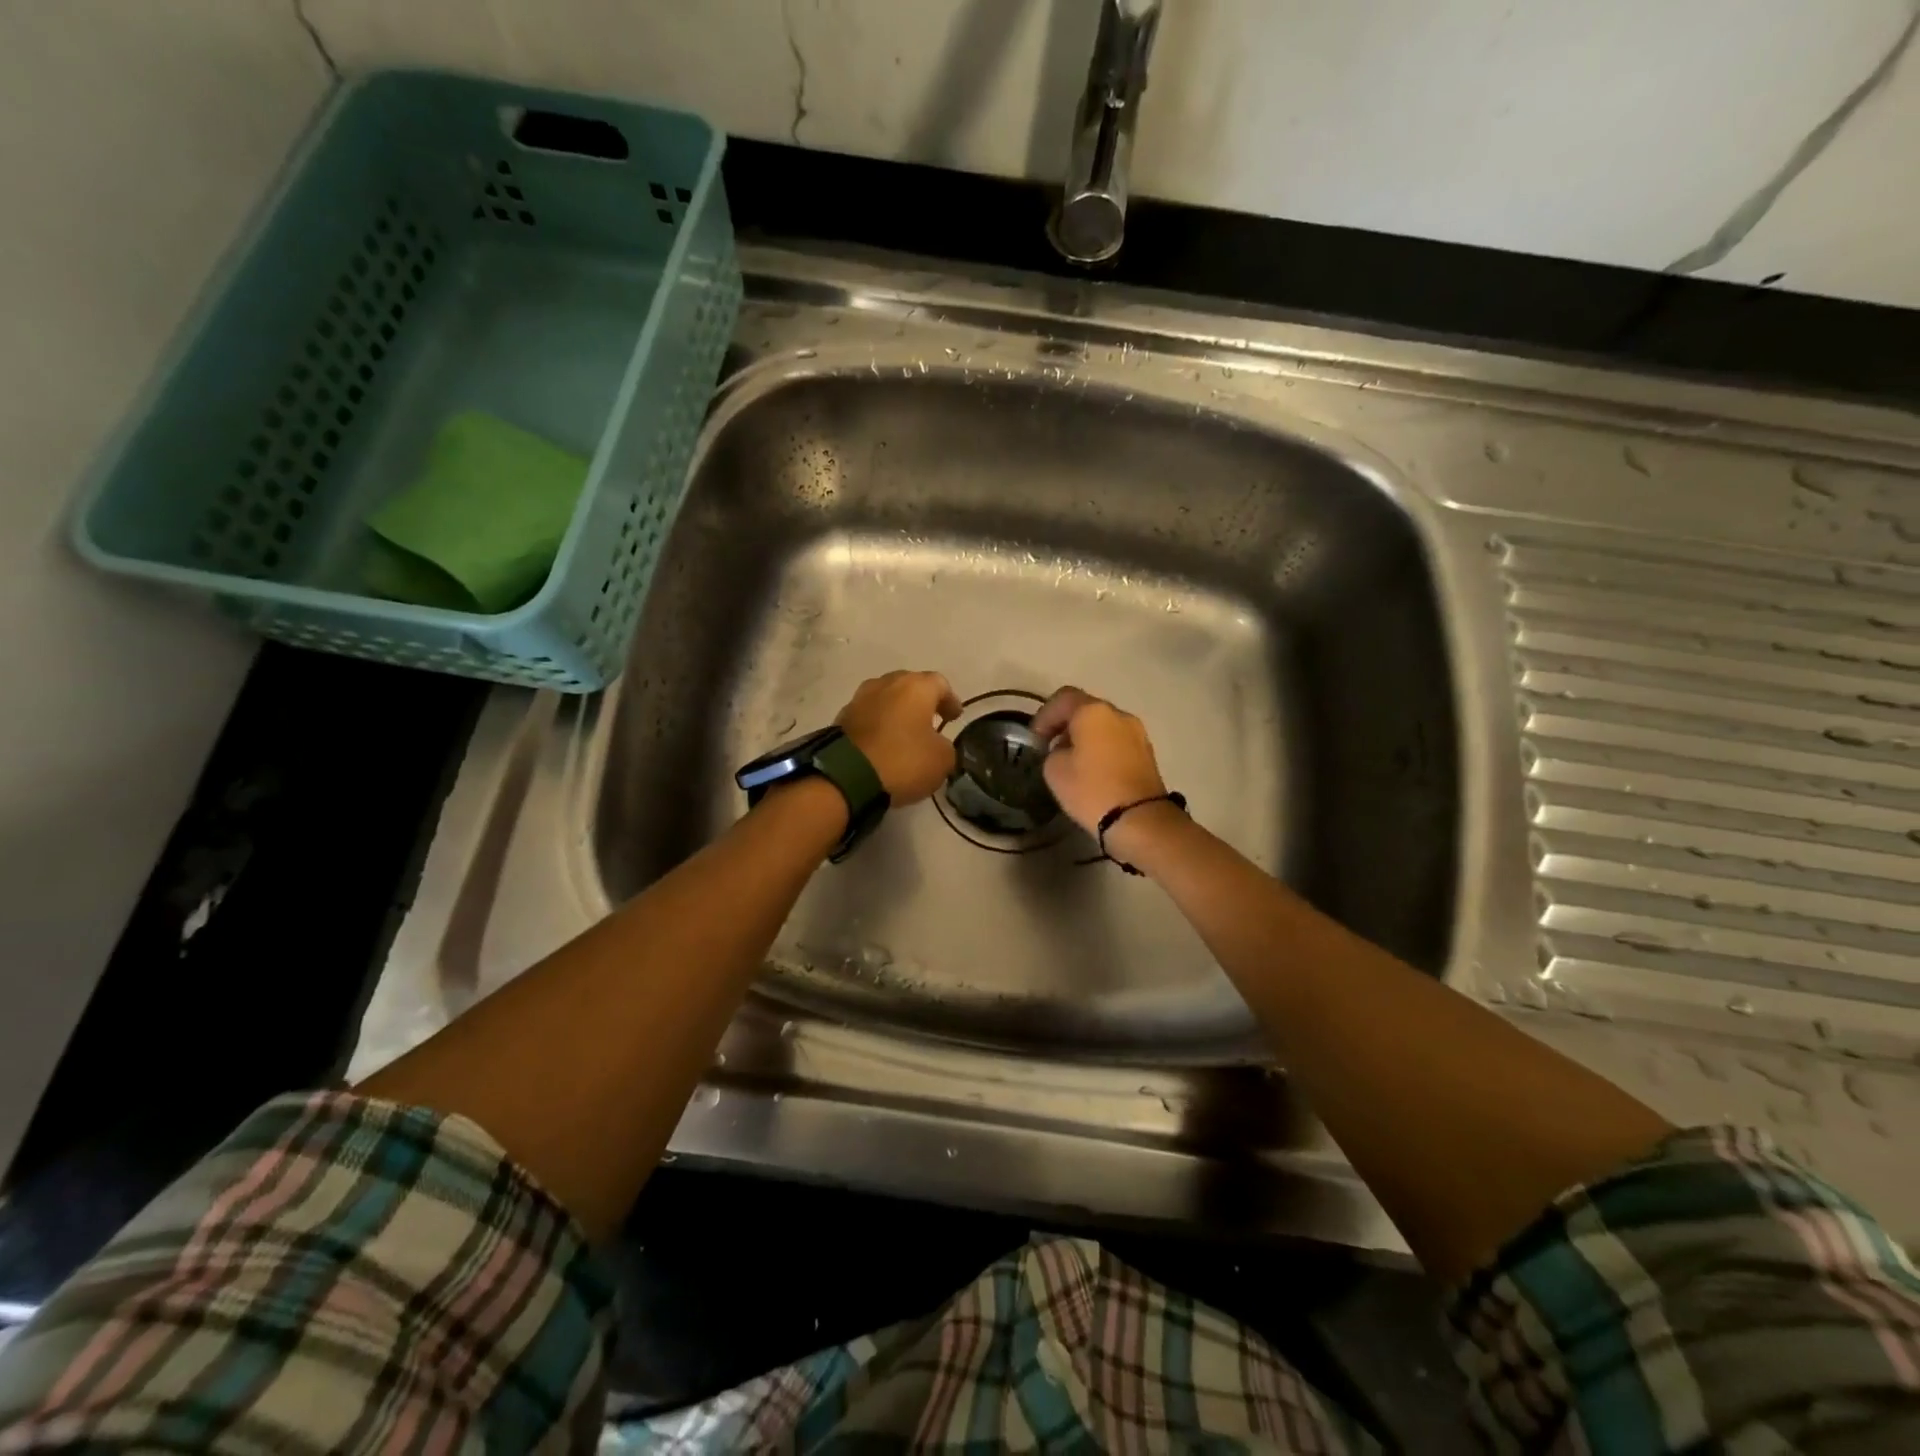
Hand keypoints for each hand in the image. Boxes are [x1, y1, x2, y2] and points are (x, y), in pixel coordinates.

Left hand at [834, 671, 962, 804]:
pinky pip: (868, 715)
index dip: (950, 700)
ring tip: (905, 732)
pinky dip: (879, 724)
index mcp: (915, 687)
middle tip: (931, 720)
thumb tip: (937, 745)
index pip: (940, 684)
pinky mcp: (841, 717)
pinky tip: (883, 742)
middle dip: (922, 702)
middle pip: (910, 686)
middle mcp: (886, 683)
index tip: (955, 717)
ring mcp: (860, 698)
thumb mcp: (941, 760)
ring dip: (897, 711)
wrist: (846, 775)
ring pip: (886, 699)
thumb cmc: (902, 760)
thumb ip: (946, 747)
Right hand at [1030, 686, 1168, 835]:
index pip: (1063, 698)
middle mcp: (1118, 714)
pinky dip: (1102, 748)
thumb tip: (1065, 749)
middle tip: (1051, 746)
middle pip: (1086, 709)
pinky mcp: (1147, 753)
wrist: (1139, 819)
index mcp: (1093, 712)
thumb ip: (1053, 751)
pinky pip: (1117, 741)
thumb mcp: (1054, 770)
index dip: (1044, 715)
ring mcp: (1137, 733)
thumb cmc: (1091, 790)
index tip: (1035, 738)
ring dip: (1085, 737)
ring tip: (1072, 760)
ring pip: (1104, 725)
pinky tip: (1093, 770)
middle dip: (1066, 725)